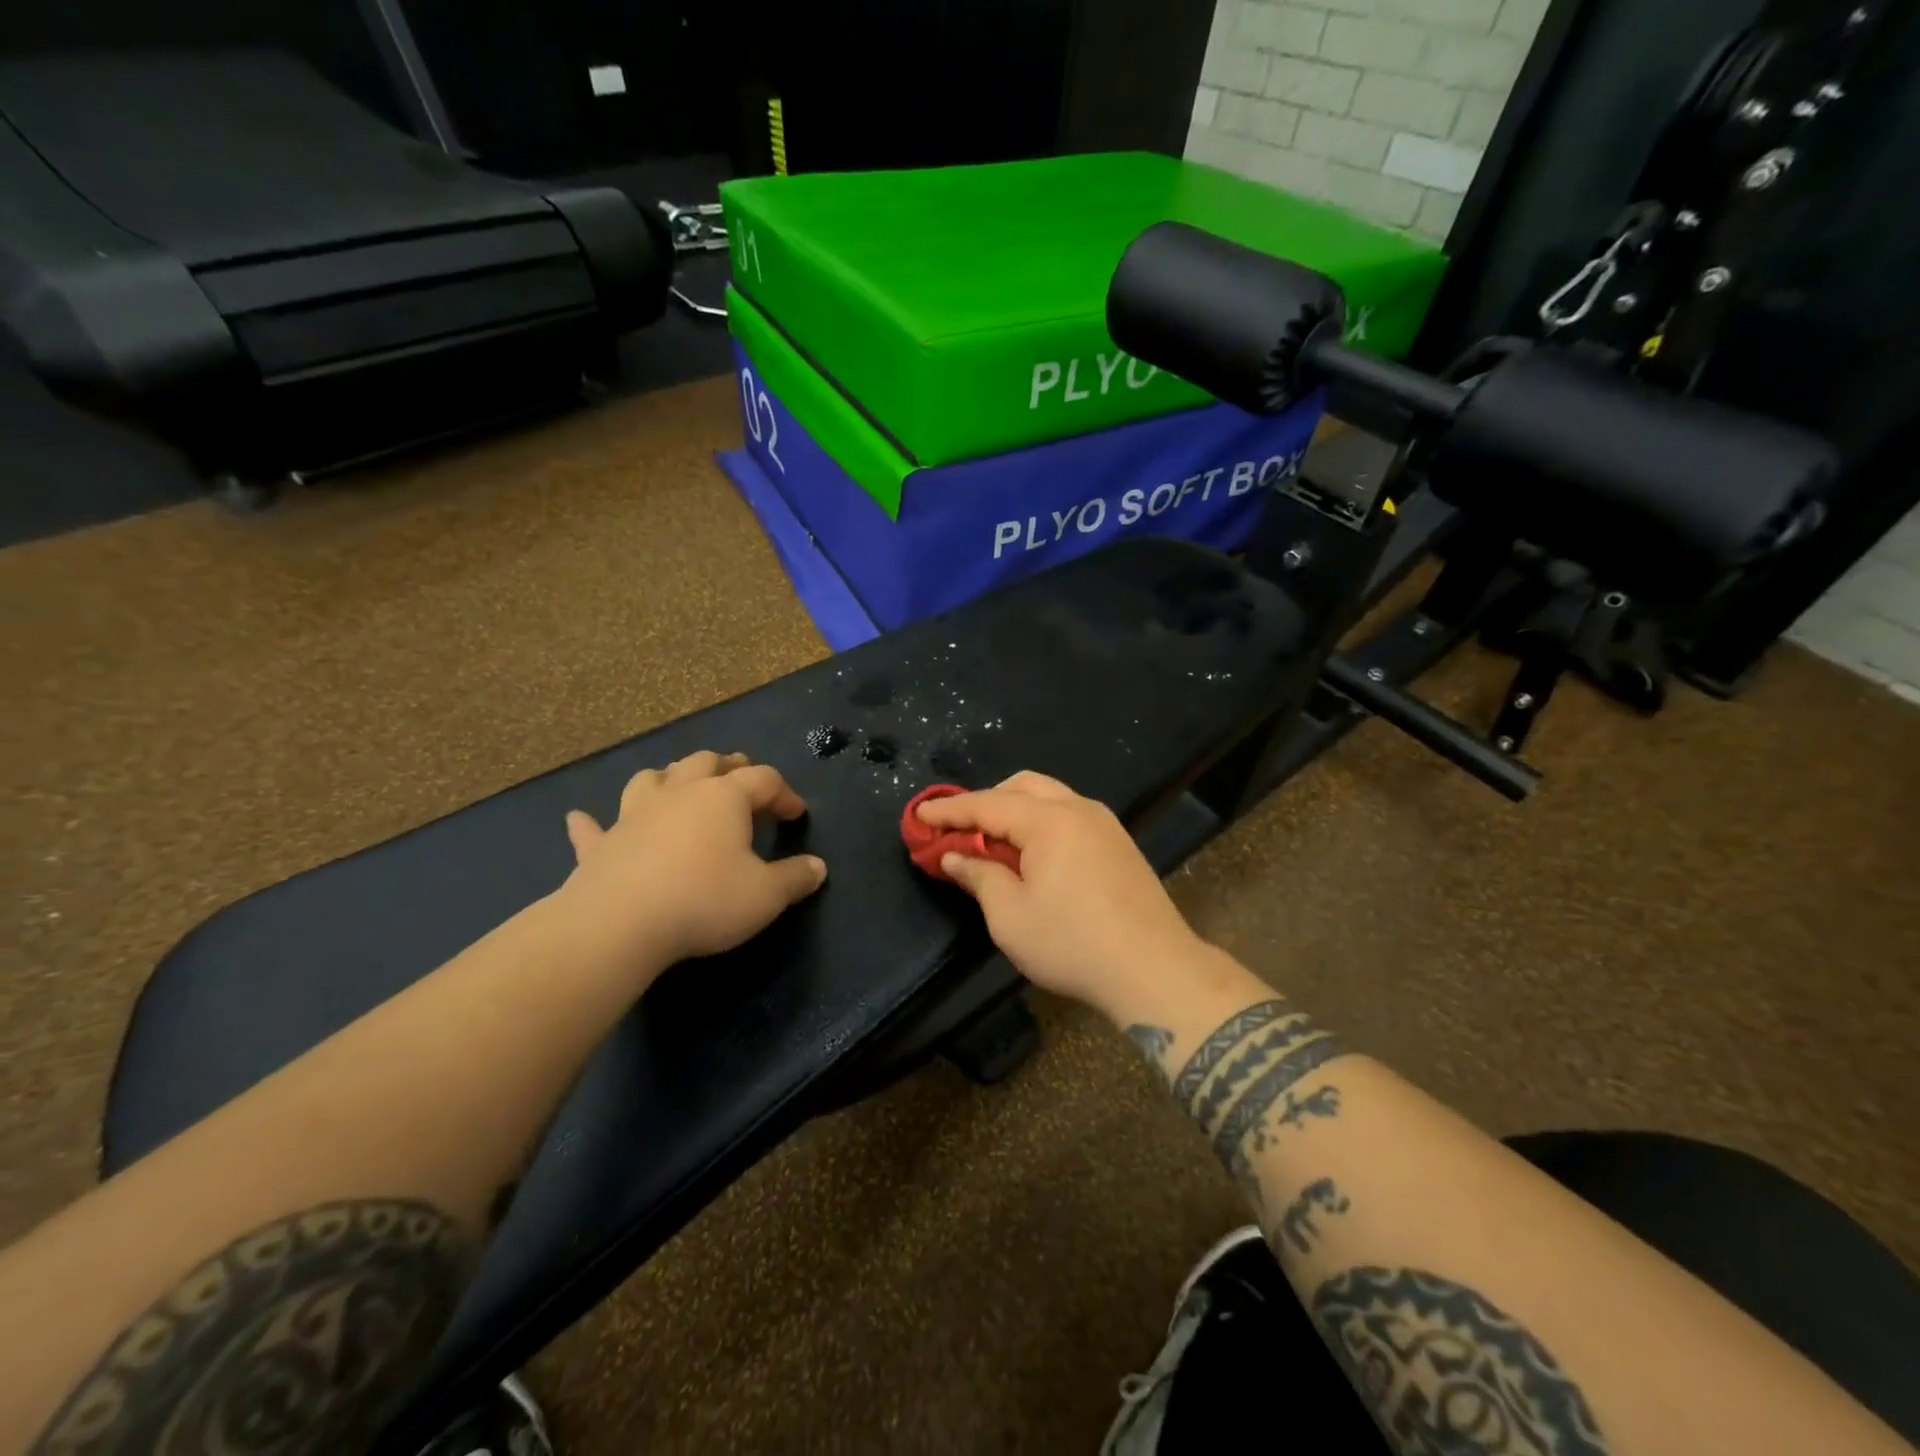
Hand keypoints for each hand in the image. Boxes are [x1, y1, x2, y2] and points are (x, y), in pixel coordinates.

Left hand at [561, 751, 826, 970]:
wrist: (620, 923)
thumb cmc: (705, 900)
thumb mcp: (766, 895)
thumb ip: (795, 878)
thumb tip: (818, 868)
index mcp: (724, 798)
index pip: (764, 780)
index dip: (784, 793)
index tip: (797, 814)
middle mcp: (680, 794)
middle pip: (706, 763)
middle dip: (728, 766)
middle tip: (741, 775)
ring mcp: (634, 815)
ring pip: (652, 779)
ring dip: (669, 778)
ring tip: (678, 786)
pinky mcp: (601, 844)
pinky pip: (593, 827)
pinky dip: (591, 823)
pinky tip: (580, 819)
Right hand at [913, 772, 1209, 1017]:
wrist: (1154, 970)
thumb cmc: (1072, 943)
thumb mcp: (1010, 916)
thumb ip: (980, 876)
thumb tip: (955, 855)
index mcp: (1049, 820)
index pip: (987, 804)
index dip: (949, 810)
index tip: (919, 815)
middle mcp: (1079, 809)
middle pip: (1023, 786)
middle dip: (987, 801)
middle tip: (960, 829)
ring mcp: (1105, 824)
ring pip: (1050, 797)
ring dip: (1016, 810)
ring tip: (994, 842)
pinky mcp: (1120, 844)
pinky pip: (1071, 816)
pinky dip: (1042, 823)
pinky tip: (1033, 855)